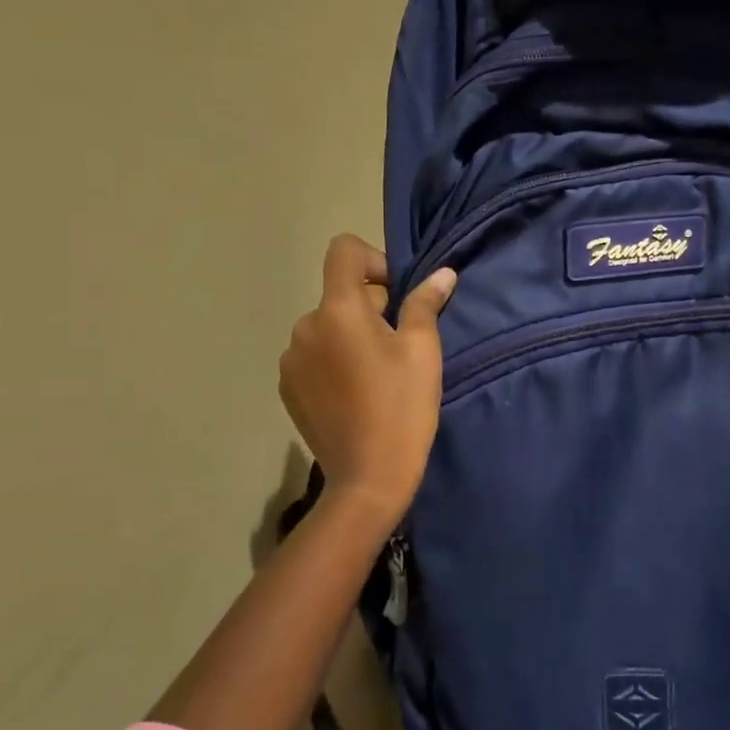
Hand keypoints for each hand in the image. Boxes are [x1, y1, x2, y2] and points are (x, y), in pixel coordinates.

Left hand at [278, 235, 457, 521]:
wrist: (367, 478)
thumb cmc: (402, 408)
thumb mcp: (423, 351)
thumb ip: (425, 304)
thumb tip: (442, 273)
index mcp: (338, 310)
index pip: (343, 251)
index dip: (373, 260)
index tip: (395, 295)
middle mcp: (305, 326)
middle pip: (338, 293)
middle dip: (369, 307)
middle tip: (397, 346)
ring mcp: (290, 359)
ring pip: (326, 326)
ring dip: (349, 335)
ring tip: (375, 374)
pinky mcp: (287, 387)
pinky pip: (312, 354)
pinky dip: (332, 360)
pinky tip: (353, 394)